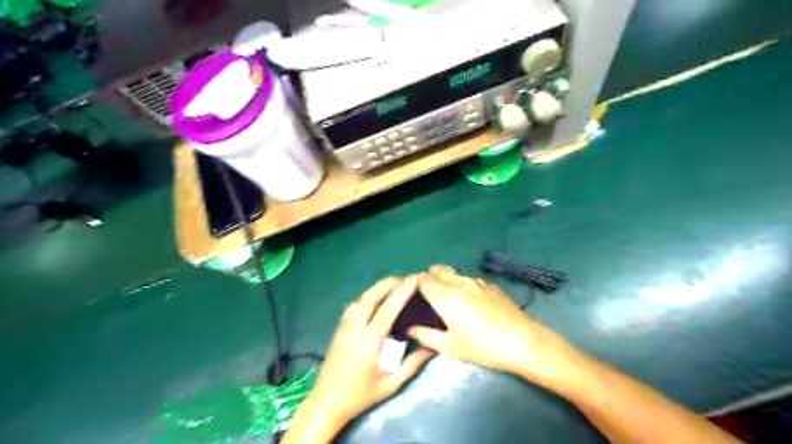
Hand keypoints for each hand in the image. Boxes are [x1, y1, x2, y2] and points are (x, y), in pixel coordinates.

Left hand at [284, 276, 431, 440]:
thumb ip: (412, 365)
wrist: (326, 401)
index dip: (401, 292)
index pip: (386, 310)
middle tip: (407, 278)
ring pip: (362, 297)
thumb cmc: (360, 395)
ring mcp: (344, 325)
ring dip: (379, 287)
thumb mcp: (391, 385)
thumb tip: (431, 347)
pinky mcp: (339, 327)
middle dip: (389, 283)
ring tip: (395, 283)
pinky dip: (368, 295)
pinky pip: (355, 304)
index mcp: (368, 342)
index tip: (414, 280)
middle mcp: (354, 328)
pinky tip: (376, 295)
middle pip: (371, 297)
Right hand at [409, 266, 587, 389]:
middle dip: (429, 278)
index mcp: (445, 296)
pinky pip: (469, 279)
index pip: (422, 278)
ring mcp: (477, 281)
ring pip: (454, 273)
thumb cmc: (482, 346)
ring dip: (446, 280)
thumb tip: (409, 328)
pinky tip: (472, 304)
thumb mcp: (450, 346)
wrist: (522, 341)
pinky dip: (462, 285)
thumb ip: (425, 335)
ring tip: (450, 301)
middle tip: (429, 298)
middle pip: (437, 269)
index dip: (414, 284)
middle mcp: (459, 282)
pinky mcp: (490, 285)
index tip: (412, 295)